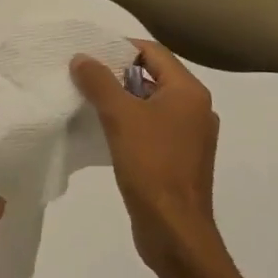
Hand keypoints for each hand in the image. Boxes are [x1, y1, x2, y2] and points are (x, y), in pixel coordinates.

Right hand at [71, 40, 224, 277]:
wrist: (174, 229)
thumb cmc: (152, 166)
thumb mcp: (120, 117)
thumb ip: (99, 82)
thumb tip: (82, 58)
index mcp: (189, 93)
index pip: (154, 54)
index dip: (121, 48)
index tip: (89, 53)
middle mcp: (196, 110)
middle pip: (153, 77)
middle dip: (118, 74)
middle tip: (83, 76)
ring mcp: (190, 137)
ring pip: (151, 105)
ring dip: (122, 100)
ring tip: (88, 101)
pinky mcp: (179, 160)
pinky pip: (152, 129)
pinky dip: (130, 124)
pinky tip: (105, 133)